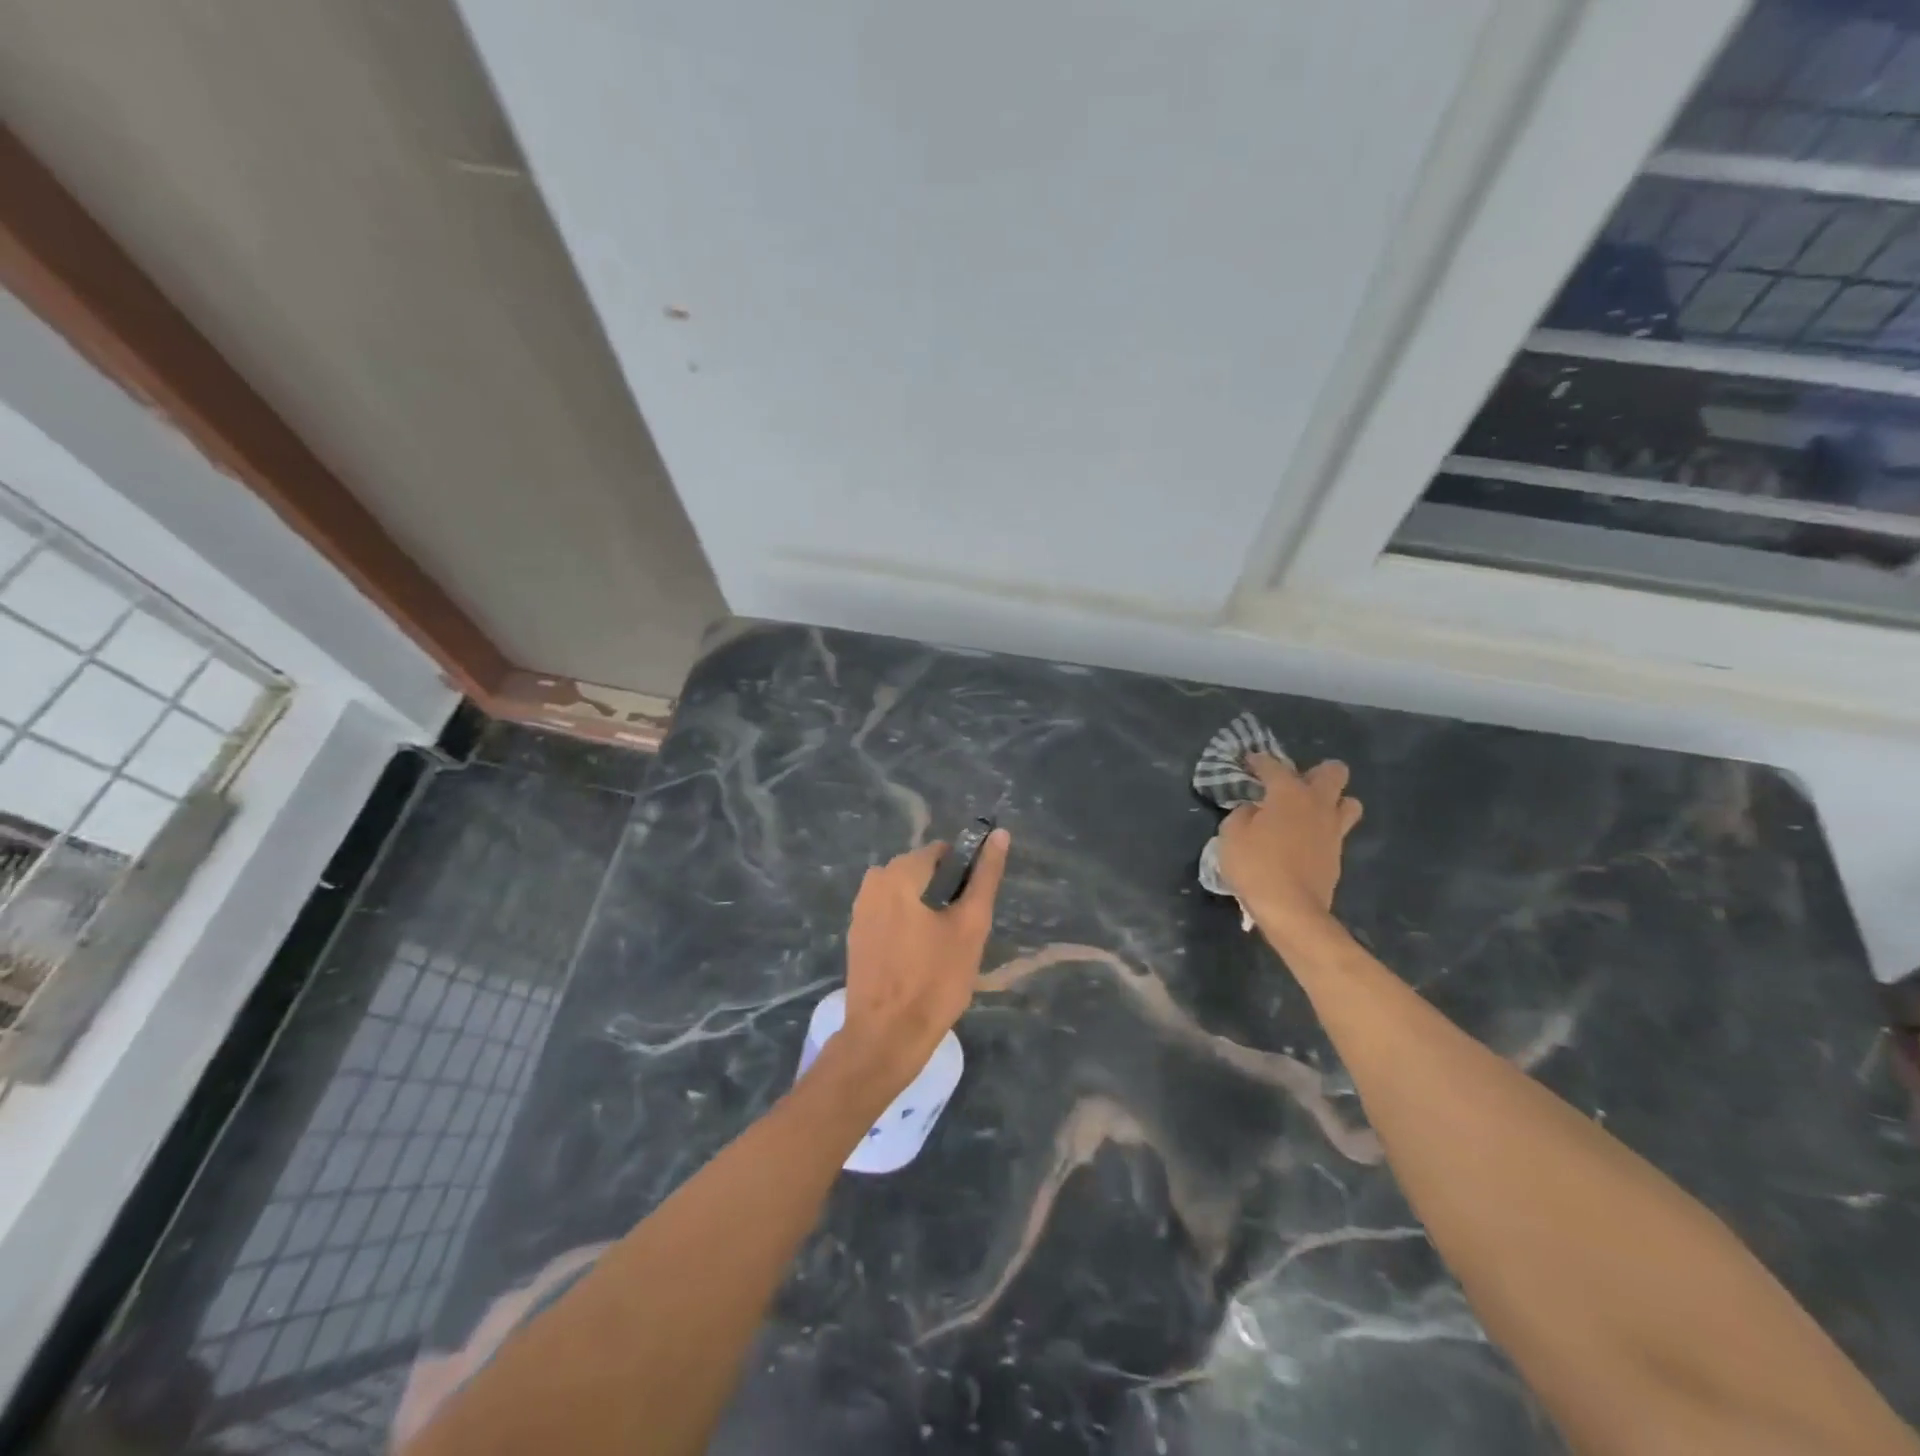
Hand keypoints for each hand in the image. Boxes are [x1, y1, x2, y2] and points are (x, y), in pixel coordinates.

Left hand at [837, 831, 1011, 1100]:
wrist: (886, 1036)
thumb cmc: (935, 980)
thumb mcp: (971, 925)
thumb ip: (985, 877)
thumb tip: (999, 834)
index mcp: (900, 872)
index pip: (943, 853)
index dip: (965, 877)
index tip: (972, 911)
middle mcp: (874, 880)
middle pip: (923, 872)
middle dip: (945, 895)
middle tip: (959, 936)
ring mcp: (860, 908)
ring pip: (907, 895)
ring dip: (927, 912)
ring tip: (940, 951)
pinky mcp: (856, 934)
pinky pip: (890, 915)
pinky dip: (907, 927)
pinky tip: (917, 960)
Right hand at [1218, 754, 1362, 934]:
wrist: (1291, 909)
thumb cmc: (1256, 866)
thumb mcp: (1231, 835)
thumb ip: (1242, 814)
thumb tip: (1253, 810)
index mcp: (1289, 793)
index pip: (1273, 766)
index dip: (1259, 761)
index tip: (1249, 761)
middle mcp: (1318, 804)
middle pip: (1334, 772)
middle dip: (1315, 772)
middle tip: (1292, 785)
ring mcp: (1333, 830)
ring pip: (1348, 802)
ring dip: (1332, 801)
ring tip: (1308, 812)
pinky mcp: (1338, 855)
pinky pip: (1337, 831)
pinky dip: (1323, 830)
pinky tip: (1304, 840)